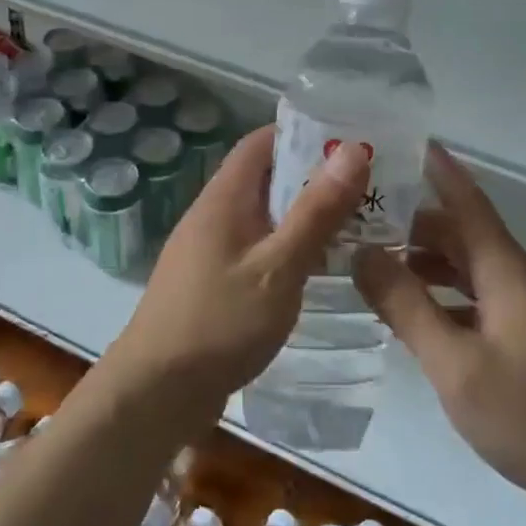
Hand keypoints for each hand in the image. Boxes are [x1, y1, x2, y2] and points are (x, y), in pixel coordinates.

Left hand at [102, 126, 370, 423]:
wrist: (157, 392)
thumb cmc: (220, 322)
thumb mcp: (279, 266)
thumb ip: (316, 210)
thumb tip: (353, 149)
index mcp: (224, 198)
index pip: (261, 142)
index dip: (304, 134)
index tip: (351, 143)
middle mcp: (213, 216)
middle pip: (265, 178)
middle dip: (314, 178)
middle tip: (369, 188)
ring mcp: (210, 251)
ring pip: (264, 217)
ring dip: (304, 216)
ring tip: (357, 225)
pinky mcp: (213, 284)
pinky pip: (257, 250)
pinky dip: (288, 249)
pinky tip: (318, 269)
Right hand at [354, 144, 525, 518]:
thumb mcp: (454, 363)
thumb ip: (406, 305)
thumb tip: (362, 253)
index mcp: (505, 270)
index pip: (466, 200)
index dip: (436, 168)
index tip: (403, 140)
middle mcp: (519, 278)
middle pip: (461, 233)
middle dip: (412, 222)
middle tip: (359, 220)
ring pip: (468, 267)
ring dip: (425, 261)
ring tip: (374, 266)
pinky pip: (478, 296)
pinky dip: (443, 294)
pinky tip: (414, 316)